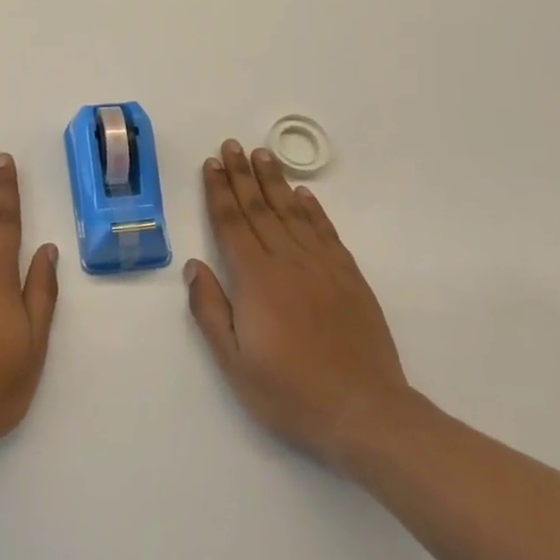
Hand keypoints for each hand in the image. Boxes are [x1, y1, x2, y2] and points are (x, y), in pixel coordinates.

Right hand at [185, 140, 420, 475]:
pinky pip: (326, 231)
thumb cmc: (291, 394)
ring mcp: (322, 266)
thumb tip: (193, 266)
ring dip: (274, 181)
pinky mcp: (349, 277)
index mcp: (255, 280)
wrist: (366, 413)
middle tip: (232, 145)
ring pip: (292, 212)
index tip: (212, 164)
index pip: (231, 224)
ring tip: (262, 154)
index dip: (219, 191)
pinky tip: (303, 193)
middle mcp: (287, 262)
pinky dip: (313, 209)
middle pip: (259, 209)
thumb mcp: (235, 364)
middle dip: (242, 175)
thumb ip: (210, 311)